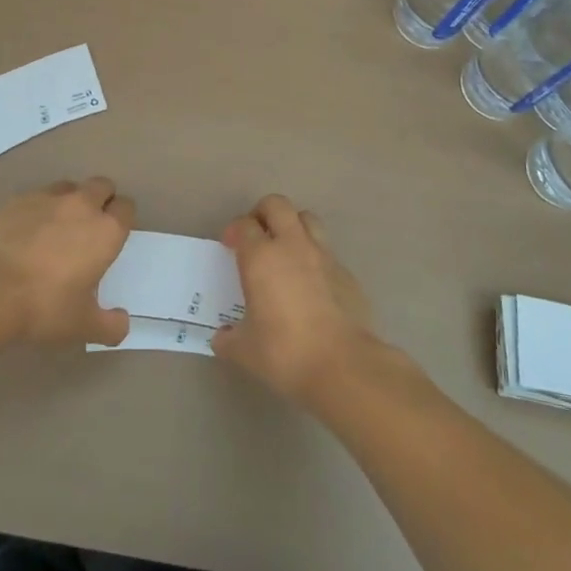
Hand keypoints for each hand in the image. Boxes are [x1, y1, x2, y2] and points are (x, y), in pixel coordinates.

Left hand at [0, 178, 133, 346]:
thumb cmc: (46, 306)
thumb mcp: (83, 325)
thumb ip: (110, 325)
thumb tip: (122, 323)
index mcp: (106, 231)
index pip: (126, 207)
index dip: (122, 218)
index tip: (113, 235)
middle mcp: (82, 205)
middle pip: (102, 186)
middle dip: (100, 200)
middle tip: (89, 226)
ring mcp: (48, 198)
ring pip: (69, 187)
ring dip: (70, 201)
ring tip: (56, 226)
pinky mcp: (18, 200)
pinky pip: (36, 197)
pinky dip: (38, 209)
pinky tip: (26, 232)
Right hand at [212, 195, 376, 406]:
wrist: (343, 365)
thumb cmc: (285, 353)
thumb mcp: (245, 351)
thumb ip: (229, 339)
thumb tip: (223, 338)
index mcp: (261, 258)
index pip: (244, 225)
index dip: (234, 231)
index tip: (230, 246)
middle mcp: (292, 246)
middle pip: (277, 205)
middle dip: (263, 213)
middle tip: (256, 236)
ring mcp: (324, 256)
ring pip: (307, 219)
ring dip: (293, 226)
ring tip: (285, 251)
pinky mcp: (347, 273)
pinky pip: (327, 252)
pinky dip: (315, 258)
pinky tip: (311, 285)